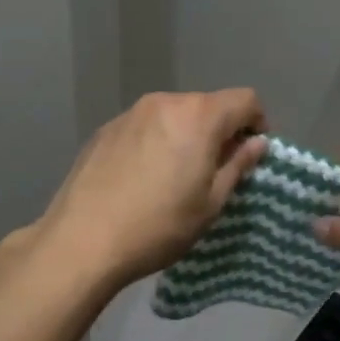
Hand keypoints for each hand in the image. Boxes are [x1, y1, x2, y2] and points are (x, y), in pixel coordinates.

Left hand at [29, 90, 268, 289]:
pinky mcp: (105, 129)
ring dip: (186, 135)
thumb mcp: (211, 203)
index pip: (245, 99)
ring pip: (174, 114)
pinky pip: (145, 126)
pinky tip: (142, 177)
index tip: (250, 153)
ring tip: (175, 176)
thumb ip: (238, 165)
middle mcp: (165, 102)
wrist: (82, 240)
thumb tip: (257, 142)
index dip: (257, 123)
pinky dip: (156, 141)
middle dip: (219, 130)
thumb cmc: (159, 225)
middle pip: (207, 105)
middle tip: (214, 171)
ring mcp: (130, 113)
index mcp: (199, 116)